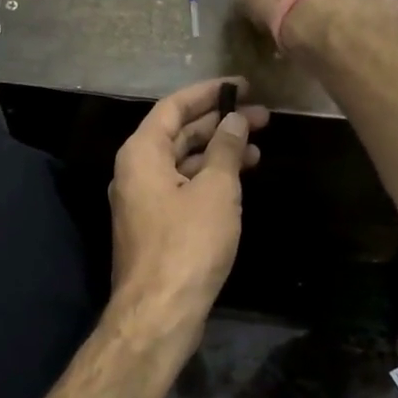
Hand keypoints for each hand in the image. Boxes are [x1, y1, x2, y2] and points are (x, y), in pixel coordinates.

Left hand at [108, 78, 268, 335]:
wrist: (159, 311)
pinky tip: (239, 179)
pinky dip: (209, 178)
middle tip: (262, 116)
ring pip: (183, 162)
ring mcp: (143, 199)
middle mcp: (136, 170)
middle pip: (178, 133)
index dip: (209, 92)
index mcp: (141, 152)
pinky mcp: (155, 224)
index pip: (173, 106)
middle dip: (219, 123)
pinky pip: (183, 186)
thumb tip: (236, 120)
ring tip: (258, 146)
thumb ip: (226, 149)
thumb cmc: (188, 243)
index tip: (243, 86)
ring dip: (218, 152)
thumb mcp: (216, 190)